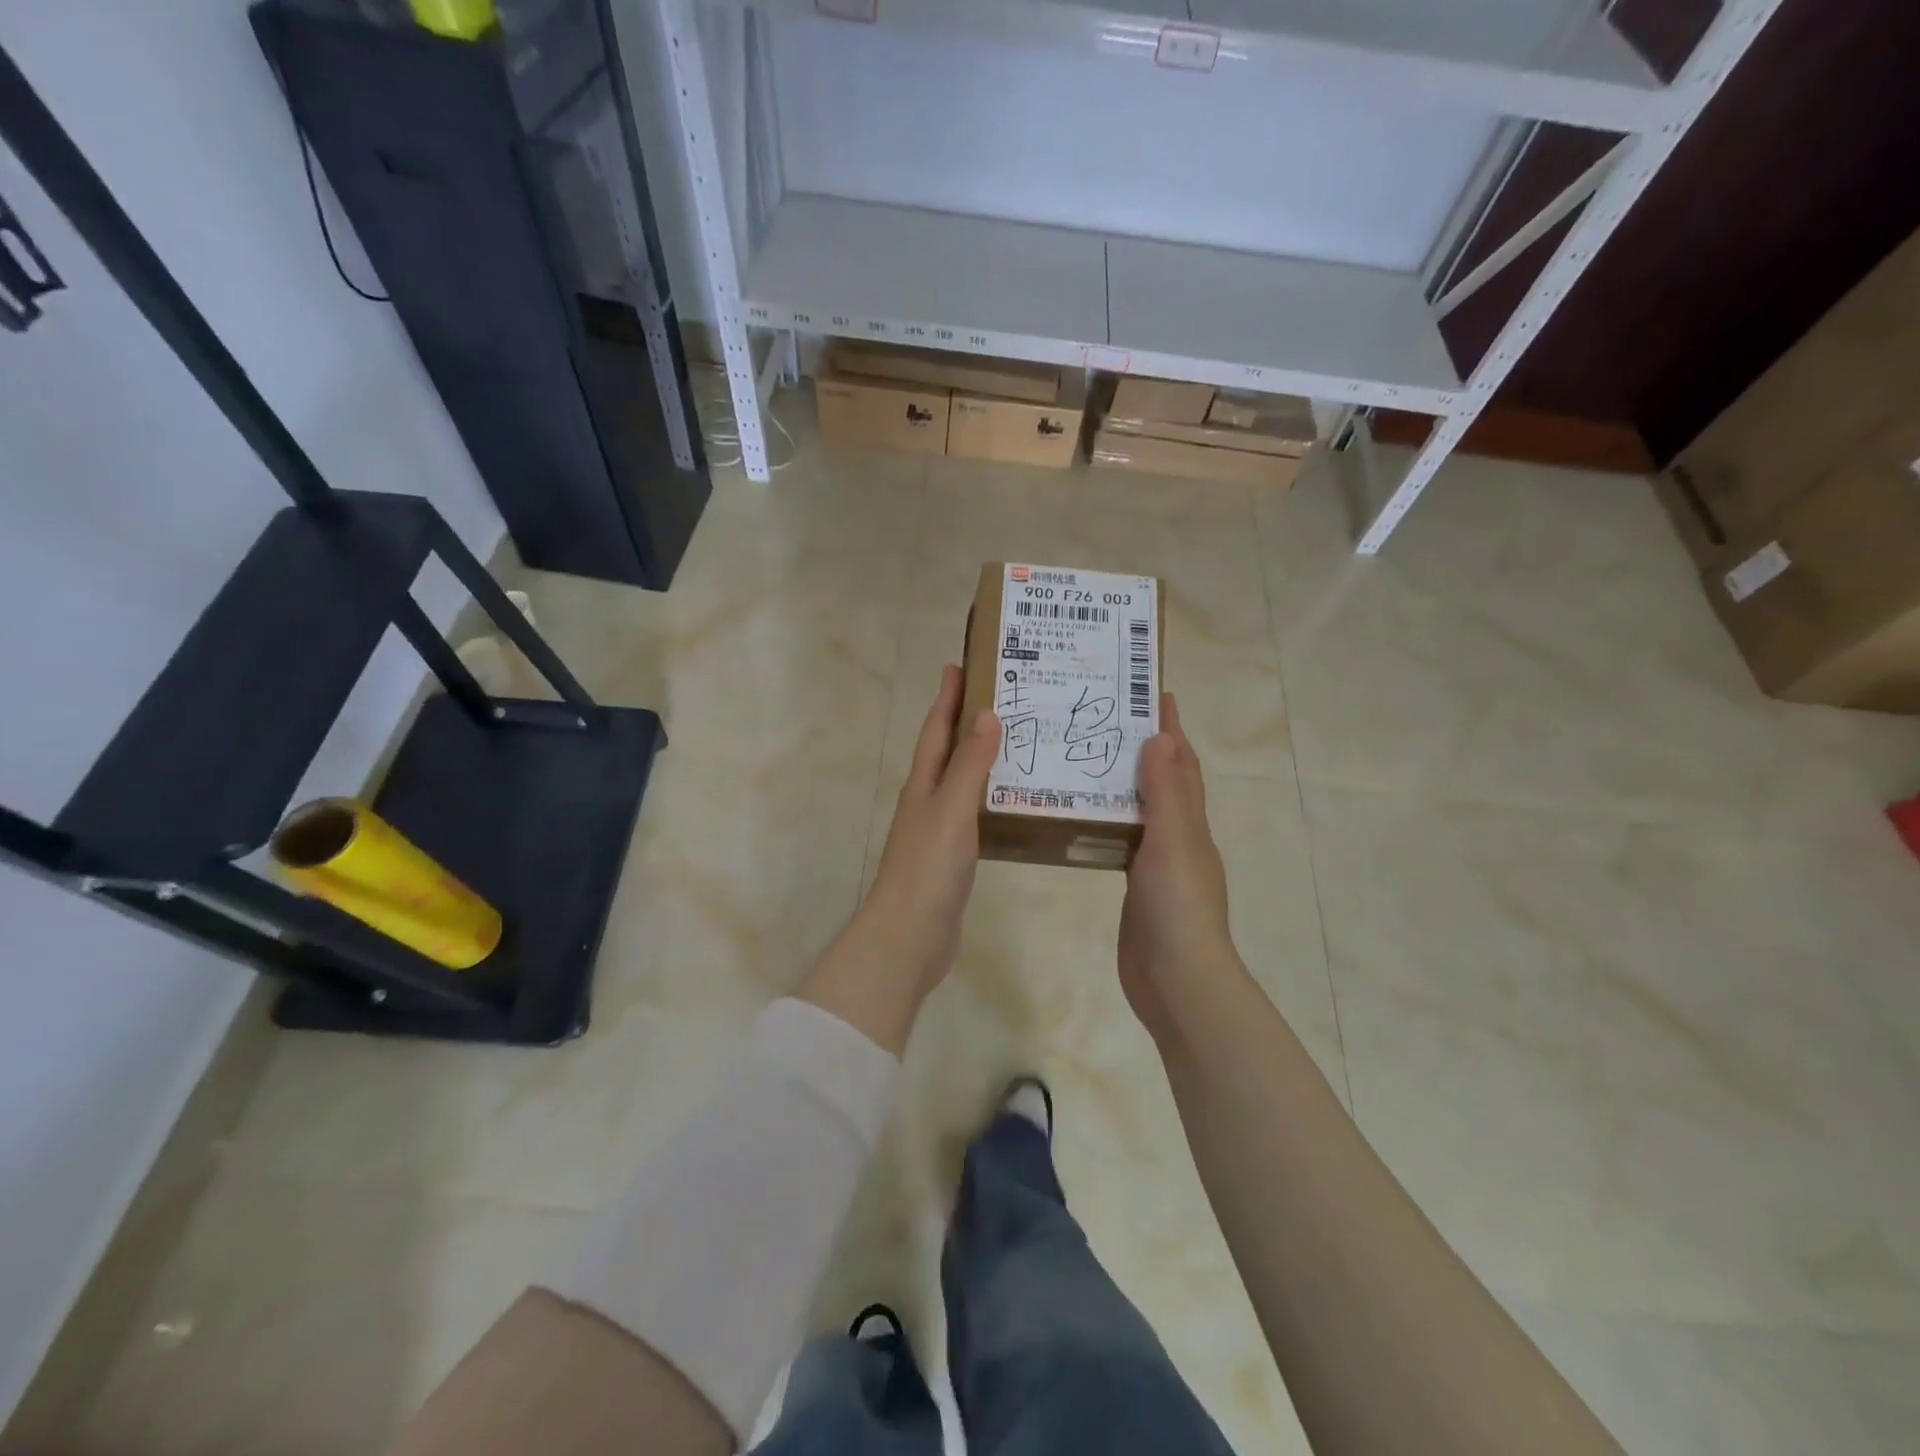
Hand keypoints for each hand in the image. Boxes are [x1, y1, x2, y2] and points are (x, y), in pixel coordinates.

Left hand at [803, 665, 999, 1052]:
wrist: (909, 936)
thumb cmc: (928, 867)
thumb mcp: (951, 809)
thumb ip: (969, 765)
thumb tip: (986, 714)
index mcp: (923, 783)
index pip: (936, 729)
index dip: (947, 697)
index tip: (961, 664)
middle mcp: (927, 800)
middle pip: (946, 751)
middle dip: (966, 721)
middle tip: (1003, 696)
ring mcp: (938, 830)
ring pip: (961, 781)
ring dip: (981, 758)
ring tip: (1017, 741)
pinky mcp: (952, 856)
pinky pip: (973, 813)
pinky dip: (990, 796)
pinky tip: (1013, 800)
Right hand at [1118, 694, 1240, 1043]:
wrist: (1177, 981)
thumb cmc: (1178, 907)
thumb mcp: (1173, 842)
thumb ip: (1166, 792)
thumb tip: (1161, 736)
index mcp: (1190, 823)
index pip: (1182, 764)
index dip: (1171, 730)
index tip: (1151, 693)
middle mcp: (1178, 838)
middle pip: (1164, 783)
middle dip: (1145, 749)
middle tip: (1106, 720)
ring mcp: (1158, 866)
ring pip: (1142, 811)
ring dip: (1124, 783)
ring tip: (1088, 758)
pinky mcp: (1137, 889)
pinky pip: (1123, 842)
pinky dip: (1110, 822)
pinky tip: (1084, 818)